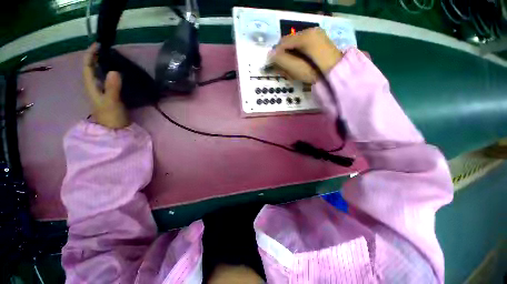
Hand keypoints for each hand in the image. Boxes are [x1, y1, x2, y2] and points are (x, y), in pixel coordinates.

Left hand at [83, 43, 129, 128]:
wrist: (115, 130)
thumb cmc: (112, 117)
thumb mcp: (112, 102)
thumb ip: (113, 88)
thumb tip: (115, 71)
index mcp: (91, 86)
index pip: (87, 66)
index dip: (91, 55)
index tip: (98, 45)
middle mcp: (94, 86)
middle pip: (91, 68)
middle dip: (96, 57)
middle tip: (106, 49)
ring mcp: (102, 91)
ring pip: (98, 74)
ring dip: (102, 64)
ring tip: (111, 57)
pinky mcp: (110, 95)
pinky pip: (107, 80)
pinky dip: (110, 73)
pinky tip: (117, 72)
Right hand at [269, 28, 342, 83]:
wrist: (337, 74)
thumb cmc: (315, 72)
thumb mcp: (297, 68)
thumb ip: (282, 61)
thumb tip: (270, 55)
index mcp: (305, 36)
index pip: (284, 42)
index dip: (276, 53)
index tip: (274, 65)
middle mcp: (311, 31)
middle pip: (290, 43)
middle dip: (285, 56)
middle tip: (283, 69)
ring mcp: (317, 35)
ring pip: (296, 45)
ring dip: (291, 56)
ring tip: (291, 70)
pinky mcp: (319, 41)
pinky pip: (303, 46)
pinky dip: (298, 55)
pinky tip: (299, 65)